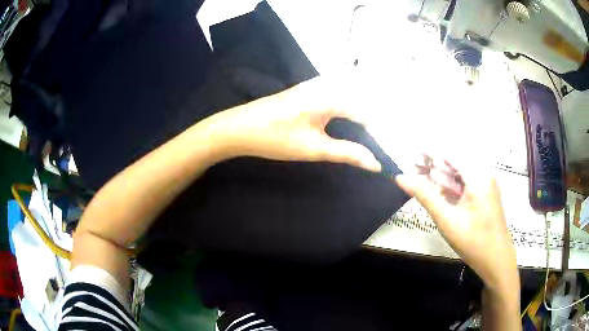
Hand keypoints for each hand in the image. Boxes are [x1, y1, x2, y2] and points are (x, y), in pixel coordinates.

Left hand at [199, 77, 381, 171]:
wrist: (239, 128)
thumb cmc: (276, 138)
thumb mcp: (314, 148)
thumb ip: (347, 153)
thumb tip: (375, 163)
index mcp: (331, 96)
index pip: (367, 113)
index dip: (379, 134)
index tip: (386, 152)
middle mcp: (327, 85)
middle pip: (360, 102)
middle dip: (372, 124)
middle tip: (379, 146)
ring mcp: (315, 85)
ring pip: (349, 97)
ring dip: (360, 117)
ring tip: (366, 138)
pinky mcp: (307, 90)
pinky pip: (336, 96)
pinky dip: (346, 110)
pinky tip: (345, 125)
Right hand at [395, 157, 517, 292]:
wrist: (497, 261)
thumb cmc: (474, 242)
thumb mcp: (447, 220)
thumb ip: (425, 196)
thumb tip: (401, 177)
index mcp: (478, 176)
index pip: (450, 152)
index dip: (430, 151)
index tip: (411, 155)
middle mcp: (484, 174)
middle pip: (455, 161)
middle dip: (434, 163)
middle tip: (412, 167)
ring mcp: (486, 184)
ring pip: (460, 172)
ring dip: (441, 174)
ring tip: (420, 175)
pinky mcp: (485, 194)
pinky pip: (465, 183)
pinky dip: (450, 185)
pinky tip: (438, 189)